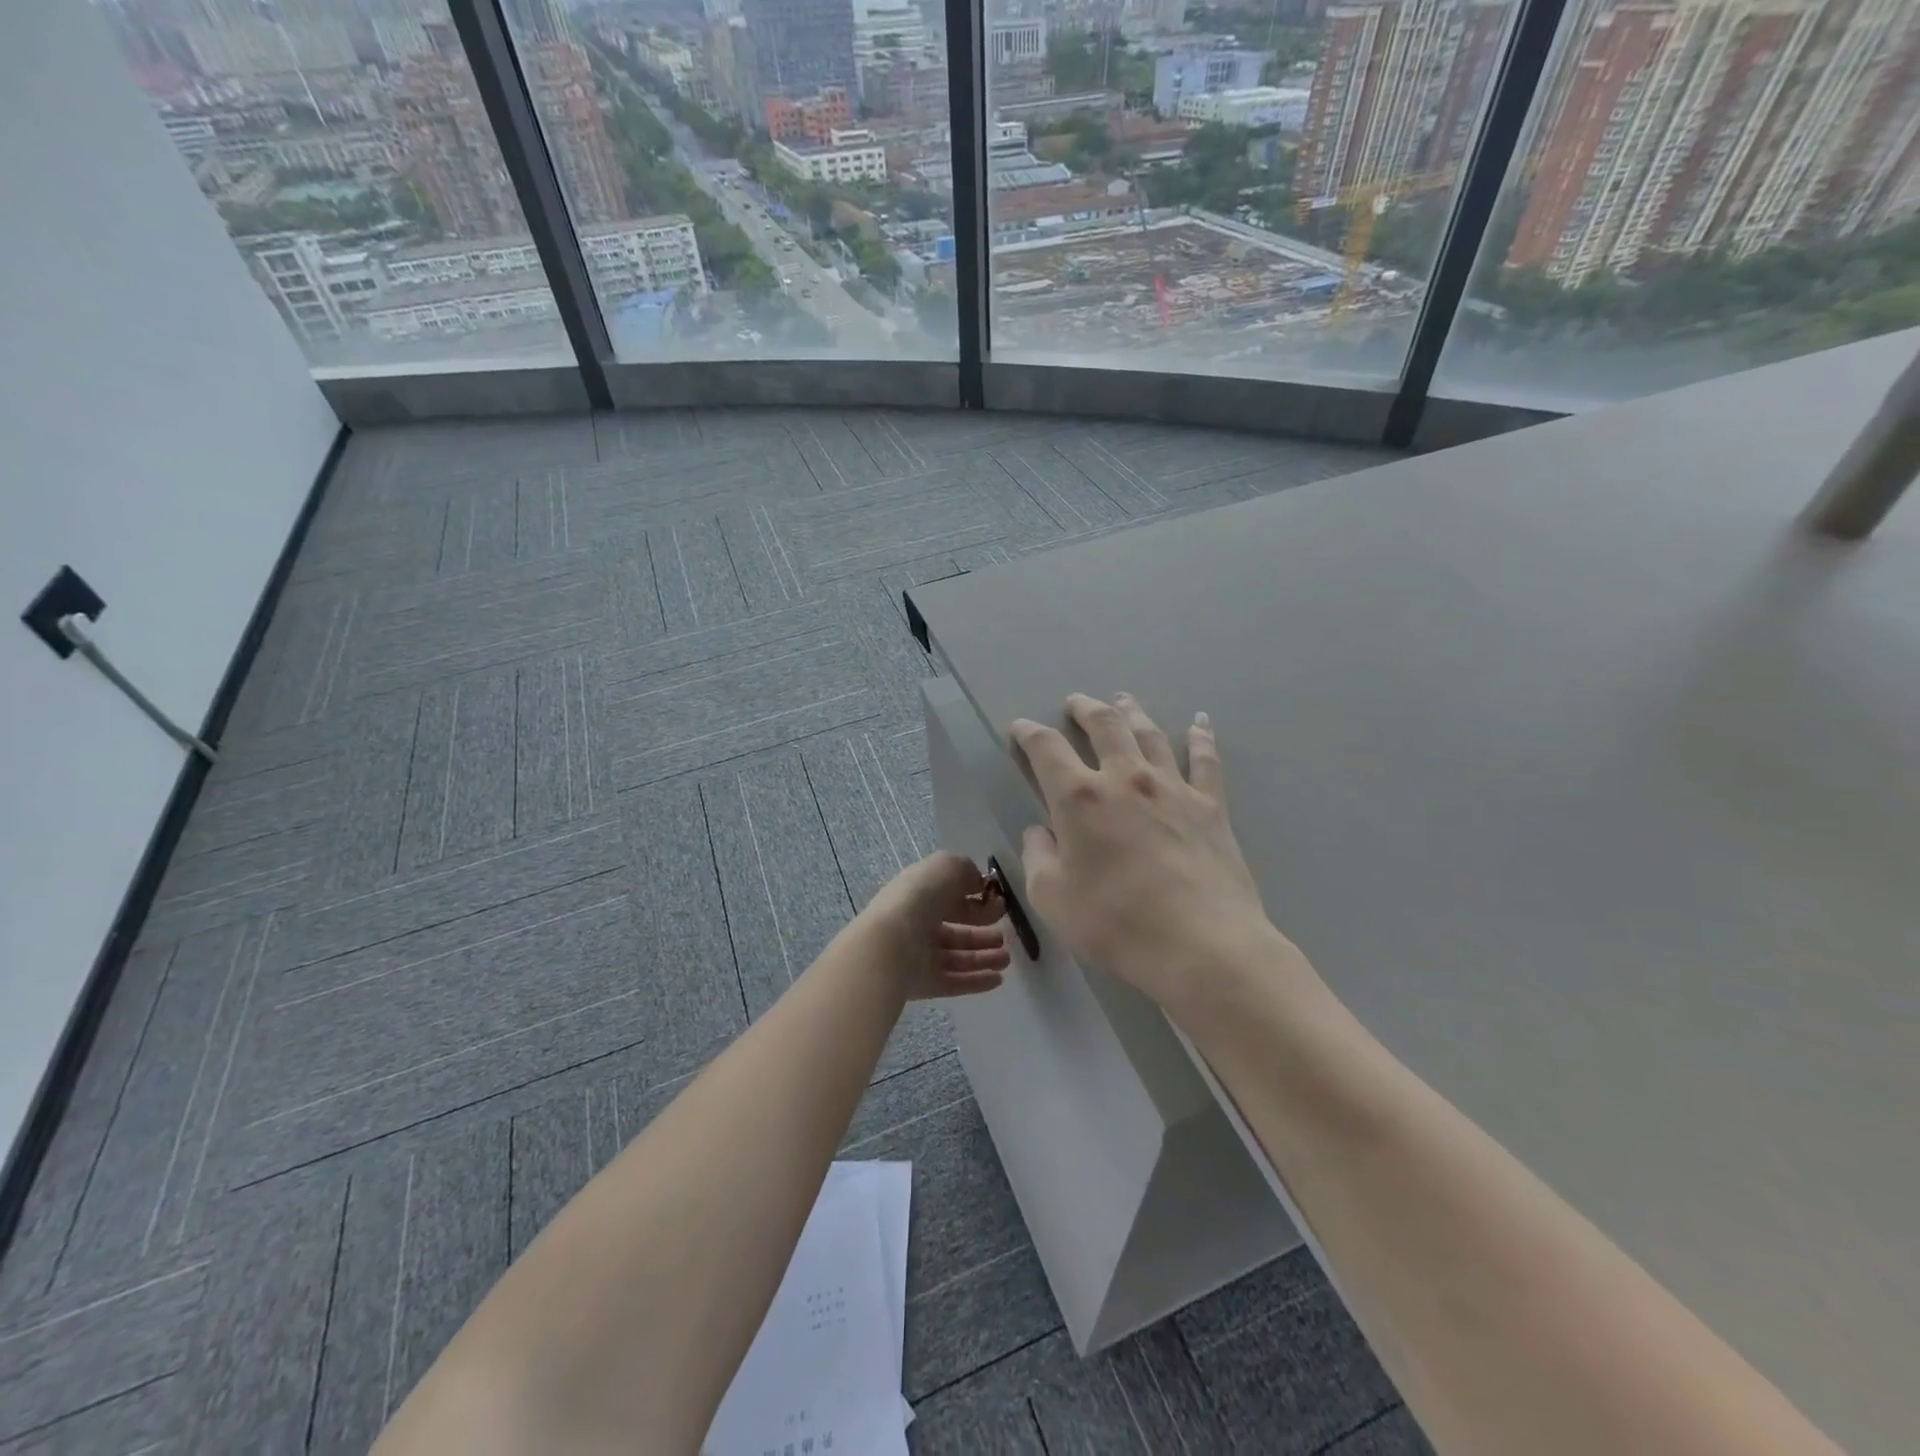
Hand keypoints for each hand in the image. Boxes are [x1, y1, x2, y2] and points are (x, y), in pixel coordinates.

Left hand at [860, 852, 1011, 1000]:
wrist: (891, 942)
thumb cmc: (920, 897)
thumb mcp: (947, 867)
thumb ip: (965, 871)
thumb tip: (978, 882)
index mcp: (920, 894)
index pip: (950, 898)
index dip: (975, 900)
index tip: (999, 905)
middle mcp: (918, 924)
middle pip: (956, 930)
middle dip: (982, 932)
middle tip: (1005, 935)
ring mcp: (920, 956)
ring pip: (958, 957)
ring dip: (984, 957)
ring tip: (1006, 958)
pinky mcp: (924, 983)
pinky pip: (955, 982)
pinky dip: (977, 980)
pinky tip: (998, 979)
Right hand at [1010, 694, 1302, 1023]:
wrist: (1202, 945)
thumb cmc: (1116, 924)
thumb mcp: (1052, 898)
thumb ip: (1038, 857)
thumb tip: (1041, 832)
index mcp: (1080, 798)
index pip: (1047, 749)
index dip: (1029, 733)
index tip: (1020, 728)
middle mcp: (1125, 778)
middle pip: (1104, 725)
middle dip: (1085, 708)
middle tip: (1075, 702)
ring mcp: (1172, 788)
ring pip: (1150, 734)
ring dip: (1132, 712)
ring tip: (1123, 699)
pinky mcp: (1211, 806)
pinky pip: (1205, 760)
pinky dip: (1201, 736)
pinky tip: (1200, 722)